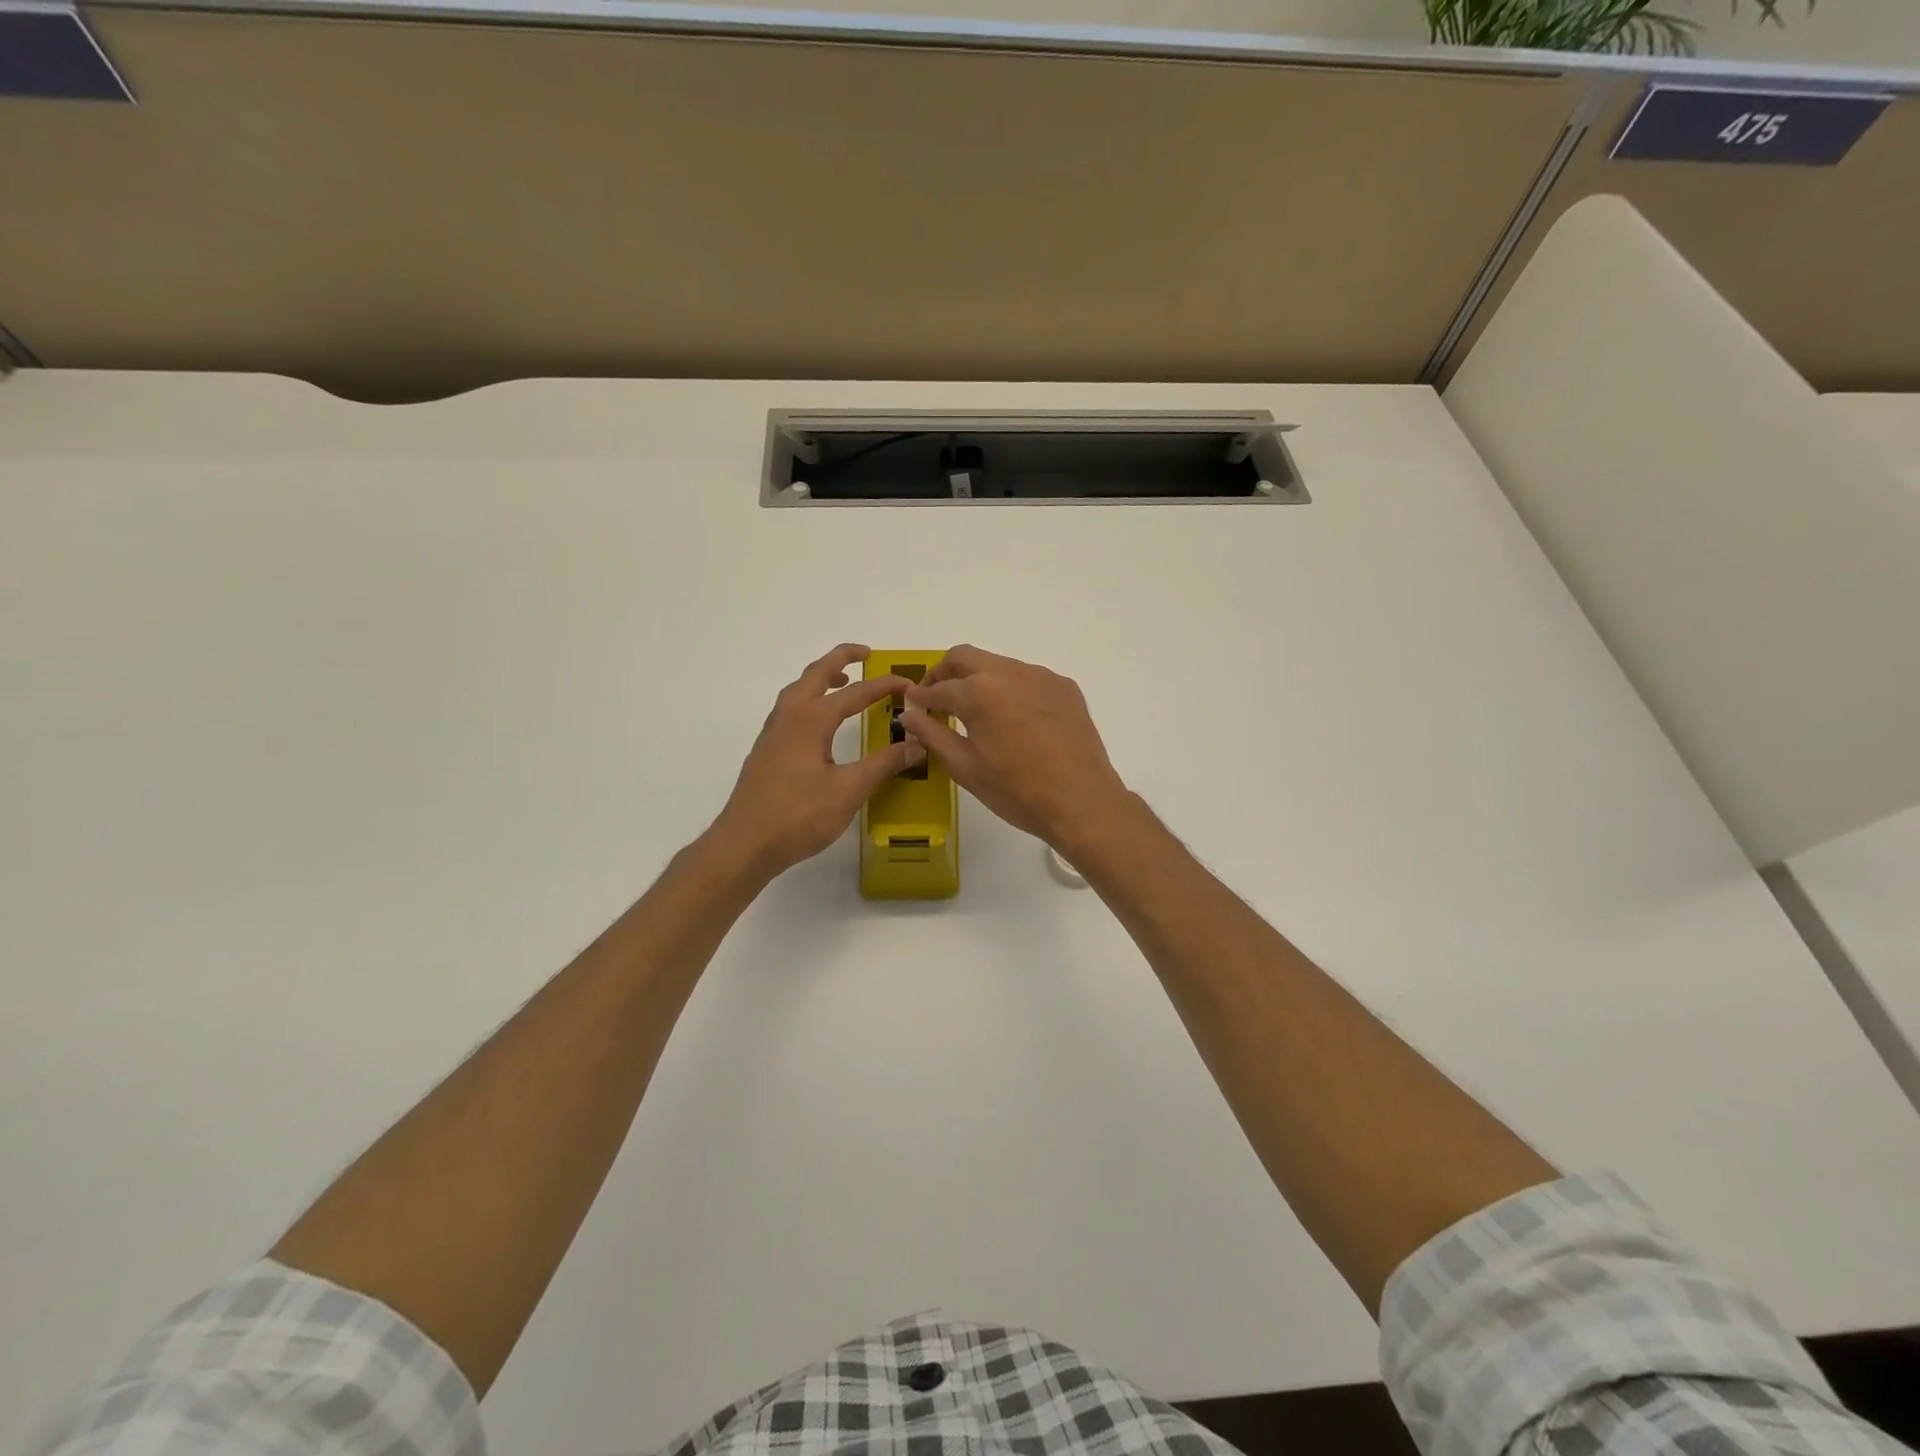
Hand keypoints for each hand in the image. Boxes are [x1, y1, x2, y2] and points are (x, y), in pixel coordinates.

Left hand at [708, 645, 924, 878]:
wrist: (745, 843)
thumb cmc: (799, 816)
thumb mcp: (849, 790)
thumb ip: (884, 764)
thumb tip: (917, 744)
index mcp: (812, 719)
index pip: (856, 693)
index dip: (885, 686)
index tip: (910, 684)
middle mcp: (789, 716)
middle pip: (816, 674)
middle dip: (842, 658)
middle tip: (867, 654)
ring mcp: (773, 732)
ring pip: (798, 689)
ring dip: (822, 678)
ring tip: (844, 681)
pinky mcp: (766, 749)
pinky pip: (790, 707)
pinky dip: (809, 697)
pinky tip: (819, 720)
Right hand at [899, 645, 1133, 851]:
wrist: (1082, 802)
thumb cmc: (1016, 791)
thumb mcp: (965, 767)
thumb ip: (933, 734)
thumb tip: (909, 715)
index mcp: (979, 692)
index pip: (939, 688)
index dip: (921, 696)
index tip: (912, 702)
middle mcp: (1009, 672)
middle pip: (966, 657)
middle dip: (945, 673)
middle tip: (936, 696)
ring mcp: (1041, 676)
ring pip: (999, 665)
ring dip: (979, 679)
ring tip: (976, 710)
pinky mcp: (1065, 687)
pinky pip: (1028, 678)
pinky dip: (1011, 689)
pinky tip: (1014, 719)